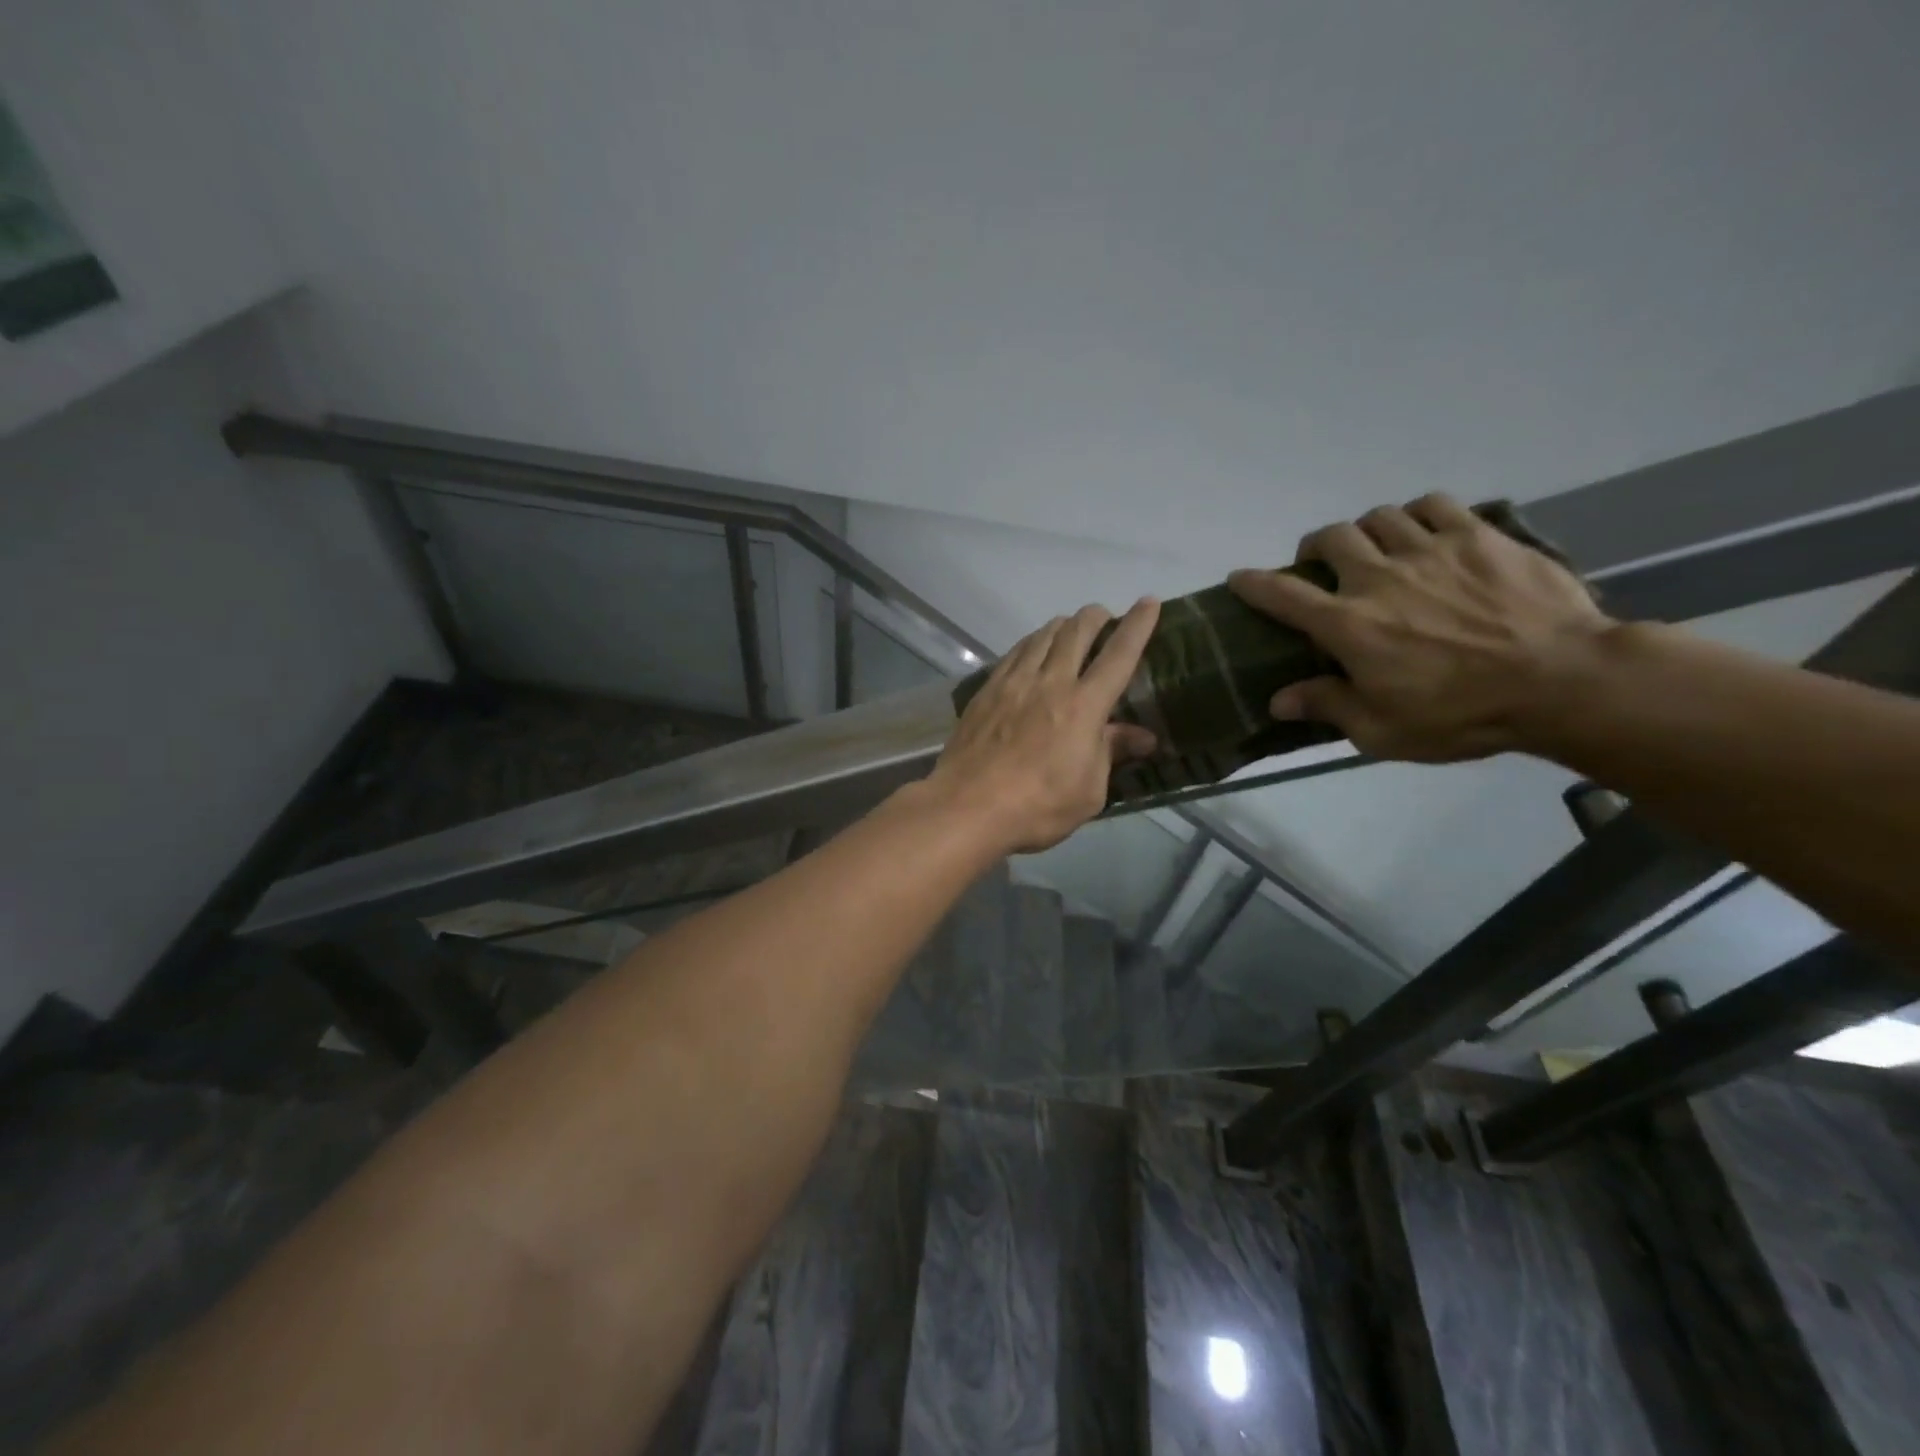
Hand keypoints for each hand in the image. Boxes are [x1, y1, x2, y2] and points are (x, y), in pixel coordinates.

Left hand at [924, 599, 1161, 853]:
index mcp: (1084, 706)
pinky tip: (1032, 650)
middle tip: (1105, 617)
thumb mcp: (1089, 791)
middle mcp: (1050, 682)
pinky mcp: (987, 690)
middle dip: (1096, 617)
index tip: (1149, 602)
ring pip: (1042, 636)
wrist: (968, 806)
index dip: (1138, 626)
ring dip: (1062, 625)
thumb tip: (1144, 736)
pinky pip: (1014, 652)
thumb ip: (1111, 753)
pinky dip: (1031, 642)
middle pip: (1077, 632)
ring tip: (1070, 628)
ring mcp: (1014, 682)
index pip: (1119, 655)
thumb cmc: (1038, 806)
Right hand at [1228, 495, 1614, 761]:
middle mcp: (1379, 578)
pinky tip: (1423, 530)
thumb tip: (1278, 701)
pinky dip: (1417, 514)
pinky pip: (1434, 505)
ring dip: (1367, 530)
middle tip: (1321, 564)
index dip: (1253, 584)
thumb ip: (1328, 707)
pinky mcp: (1478, 537)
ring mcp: (1430, 550)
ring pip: (1379, 516)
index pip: (1282, 595)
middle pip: (1331, 538)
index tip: (1238, 578)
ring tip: (1375, 547)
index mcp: (1349, 625)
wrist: (1563, 681)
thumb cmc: (1462, 714)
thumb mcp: (1382, 730)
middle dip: (1315, 547)